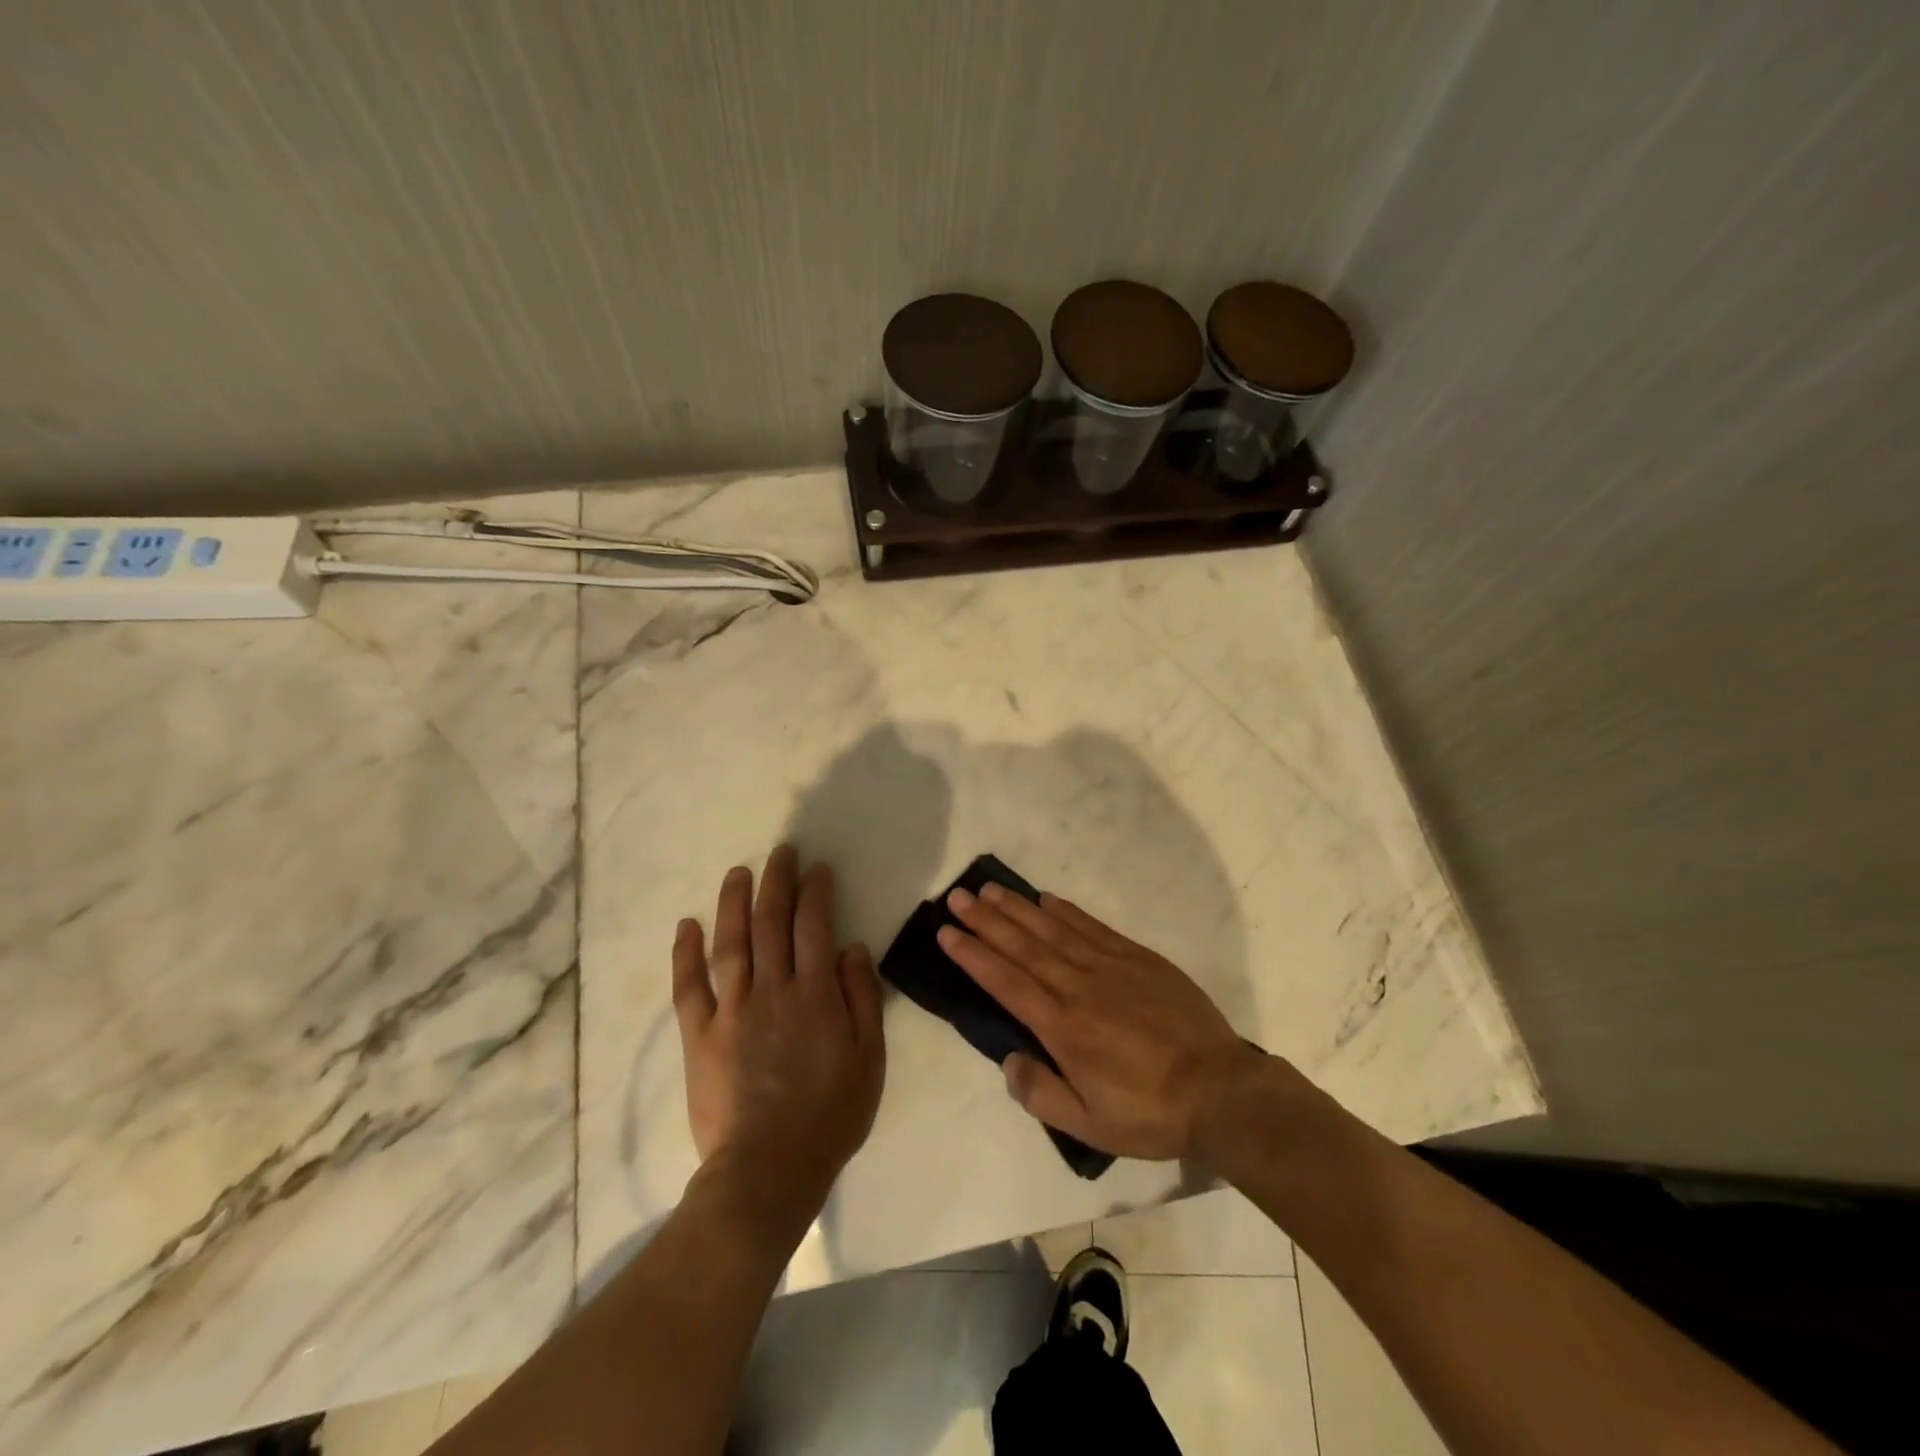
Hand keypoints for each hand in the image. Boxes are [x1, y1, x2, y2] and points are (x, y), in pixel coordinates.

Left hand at [672, 846, 885, 1227]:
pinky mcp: (700, 1036)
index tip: (816, 868)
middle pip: (771, 923)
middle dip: (777, 882)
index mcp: (815, 994)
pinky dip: (686, 954)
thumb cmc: (830, 1115)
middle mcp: (773, 990)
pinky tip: (687, 925)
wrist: (769, 1170)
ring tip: (738, 872)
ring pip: (731, 943)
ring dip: (734, 903)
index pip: (815, 926)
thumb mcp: (869, 1059)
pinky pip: (689, 987)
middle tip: (781, 852)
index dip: (816, 892)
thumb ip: (862, 998)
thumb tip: (852, 947)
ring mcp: (732, 1010)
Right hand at [937, 884, 1269, 1161]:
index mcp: (1063, 1028)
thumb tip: (1009, 1060)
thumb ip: (1041, 1093)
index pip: (1006, 982)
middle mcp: (1079, 987)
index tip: (947, 932)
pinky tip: (1046, 899)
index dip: (973, 955)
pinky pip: (1092, 927)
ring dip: (1018, 908)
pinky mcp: (1137, 958)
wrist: (1220, 1090)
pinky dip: (1066, 911)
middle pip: (1023, 946)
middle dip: (986, 920)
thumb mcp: (1090, 1125)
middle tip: (957, 896)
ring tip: (990, 889)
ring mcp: (1109, 967)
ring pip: (1053, 930)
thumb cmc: (1150, 1112)